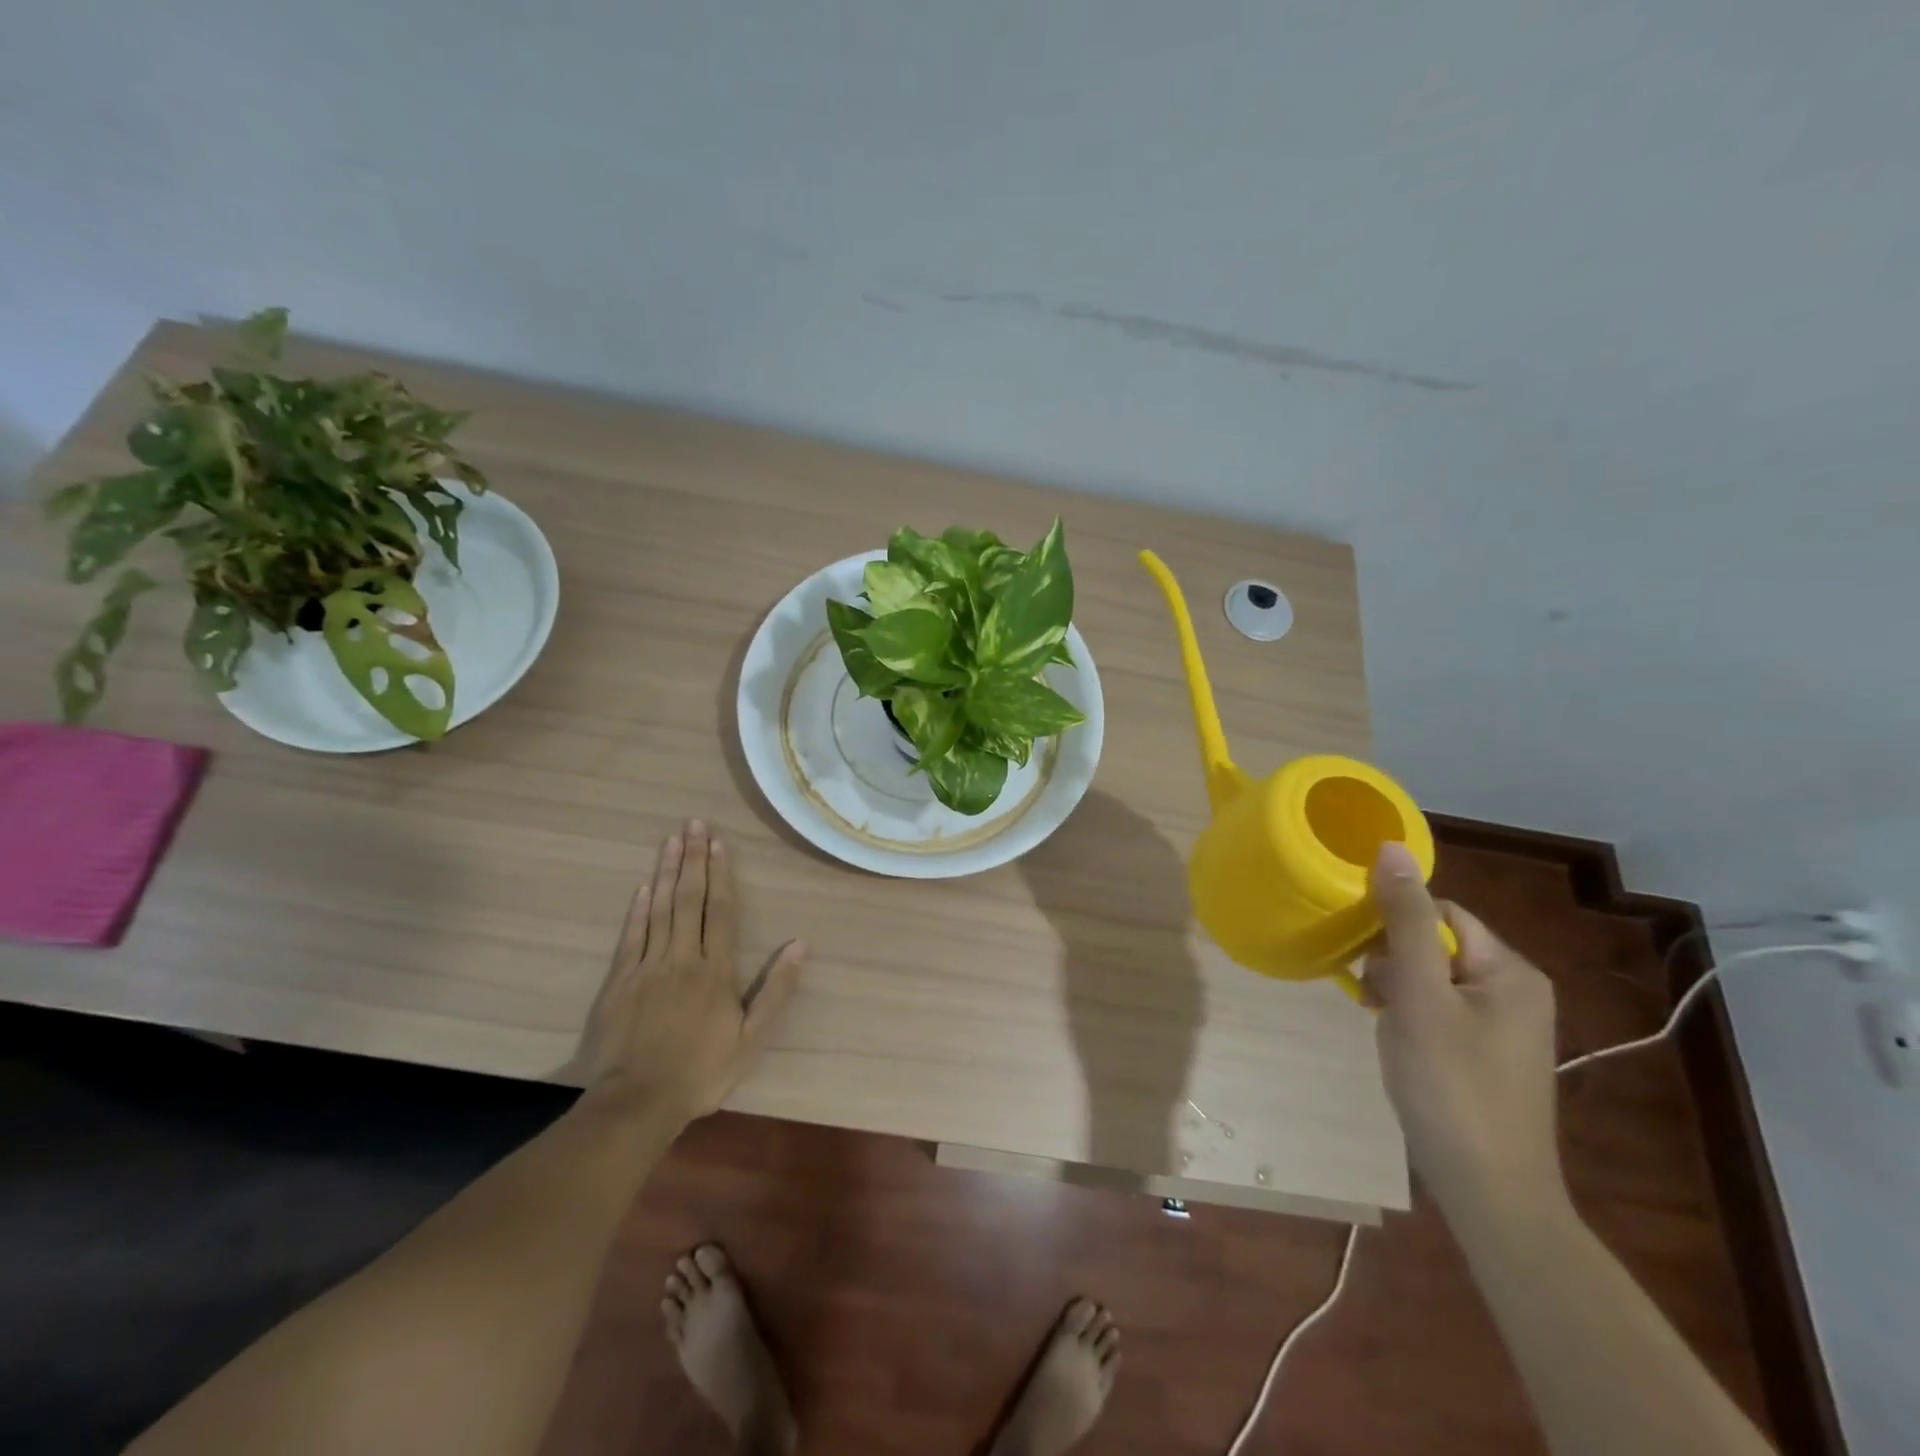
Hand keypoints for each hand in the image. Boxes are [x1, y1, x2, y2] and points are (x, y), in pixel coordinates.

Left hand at [577, 820, 805, 1119]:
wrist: (636, 1104)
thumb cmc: (701, 1072)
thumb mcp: (752, 1039)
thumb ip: (777, 990)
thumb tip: (801, 944)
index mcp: (715, 970)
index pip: (720, 911)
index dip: (720, 874)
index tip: (718, 842)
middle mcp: (682, 958)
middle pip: (688, 900)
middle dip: (692, 859)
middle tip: (692, 824)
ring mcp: (647, 967)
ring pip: (659, 909)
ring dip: (667, 872)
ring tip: (671, 841)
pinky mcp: (620, 982)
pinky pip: (632, 935)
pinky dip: (638, 908)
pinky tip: (644, 886)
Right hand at [1361, 842, 1564, 1218]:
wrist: (1489, 1192)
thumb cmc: (1451, 1086)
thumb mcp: (1419, 996)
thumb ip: (1406, 920)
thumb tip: (1391, 848)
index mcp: (1511, 970)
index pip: (1441, 913)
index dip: (1397, 926)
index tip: (1367, 959)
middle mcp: (1516, 989)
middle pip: (1435, 943)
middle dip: (1394, 962)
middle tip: (1375, 999)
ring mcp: (1504, 1024)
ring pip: (1431, 977)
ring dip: (1397, 990)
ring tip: (1382, 1023)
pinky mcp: (1487, 1052)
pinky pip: (1438, 1008)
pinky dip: (1409, 1016)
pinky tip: (1396, 1042)